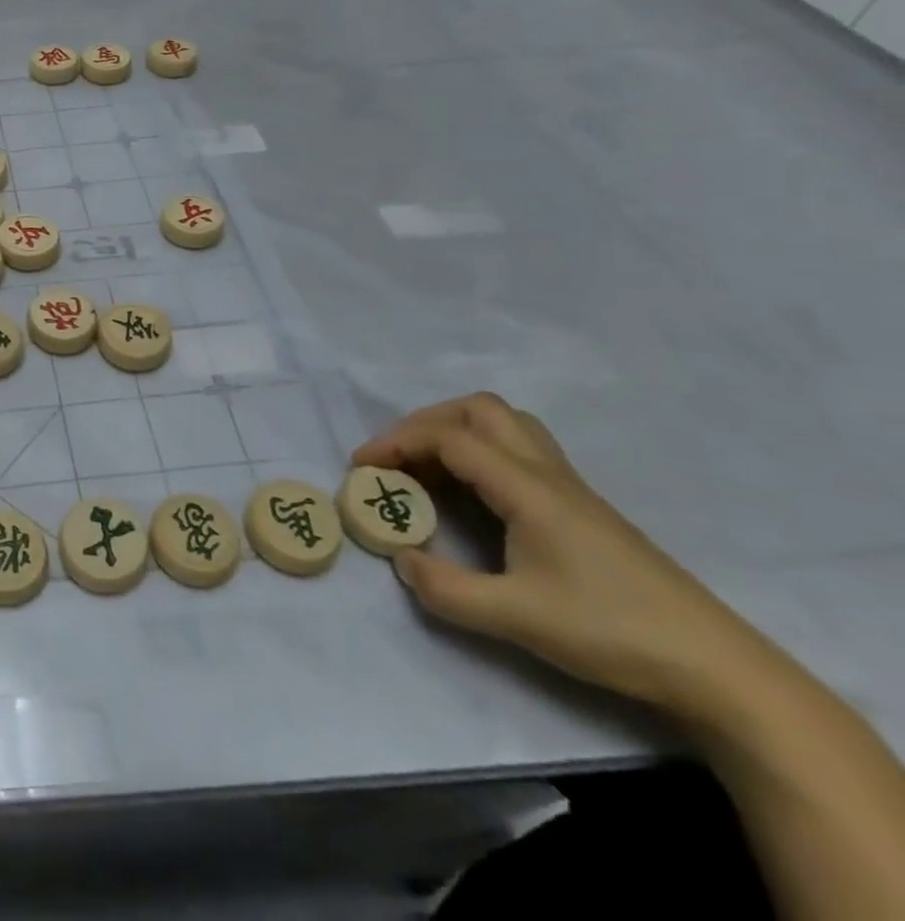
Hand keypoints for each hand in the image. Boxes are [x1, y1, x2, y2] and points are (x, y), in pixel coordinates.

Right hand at [354, 393, 761, 716]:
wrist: (718, 669)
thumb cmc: (612, 632)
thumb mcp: (516, 618)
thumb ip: (446, 589)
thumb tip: (402, 560)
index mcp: (528, 487)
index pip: (449, 437)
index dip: (397, 443)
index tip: (361, 468)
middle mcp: (547, 473)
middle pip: (479, 410)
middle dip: (425, 422)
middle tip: (395, 457)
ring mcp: (569, 488)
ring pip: (505, 424)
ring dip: (455, 431)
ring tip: (427, 467)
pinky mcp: (581, 508)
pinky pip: (518, 451)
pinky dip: (479, 453)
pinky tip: (471, 493)